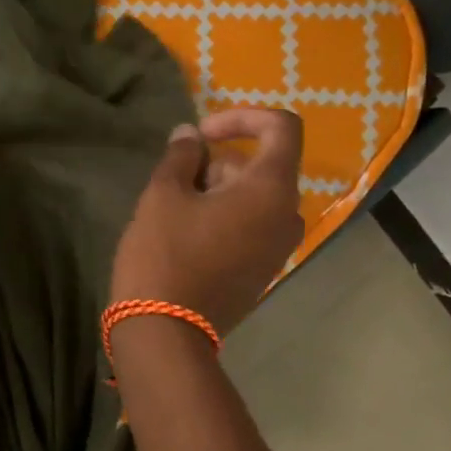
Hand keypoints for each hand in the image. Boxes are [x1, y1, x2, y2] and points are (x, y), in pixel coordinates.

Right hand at [110, 109, 304, 335]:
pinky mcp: (262, 271)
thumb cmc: (164, 255)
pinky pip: (250, 226)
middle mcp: (287, 216)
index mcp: (271, 190)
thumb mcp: (163, 194)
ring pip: (252, 198)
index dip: (242, 117)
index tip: (202, 134)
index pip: (282, 127)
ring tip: (173, 212)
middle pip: (260, 166)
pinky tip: (185, 237)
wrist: (166, 334)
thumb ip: (181, 155)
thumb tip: (190, 136)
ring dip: (216, 191)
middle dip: (217, 164)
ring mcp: (278, 248)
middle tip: (173, 183)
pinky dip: (223, 217)